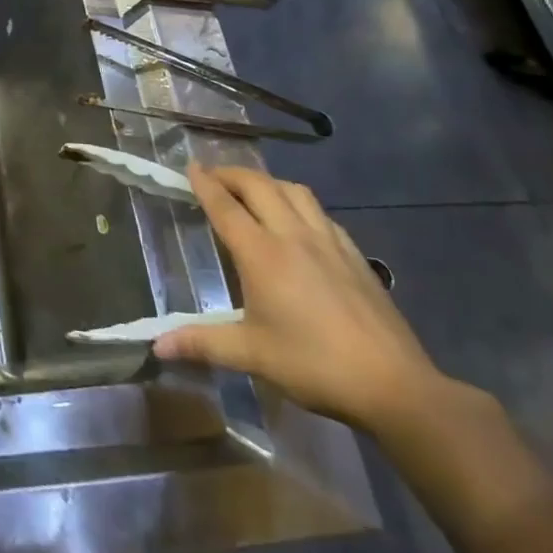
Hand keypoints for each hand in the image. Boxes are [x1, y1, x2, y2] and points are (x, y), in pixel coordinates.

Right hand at [152, 166, 443, 432]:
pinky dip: (298, 203)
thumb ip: (202, 343)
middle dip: (231, 174)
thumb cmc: (314, 365)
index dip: (204, 183)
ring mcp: (329, 242)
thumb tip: (157, 346)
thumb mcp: (251, 355)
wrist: (396, 386)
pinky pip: (320, 213)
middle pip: (259, 185)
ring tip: (252, 191)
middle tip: (212, 176)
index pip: (225, 206)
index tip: (189, 166)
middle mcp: (293, 236)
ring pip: (294, 191)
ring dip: (267, 182)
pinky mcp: (355, 256)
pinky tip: (298, 222)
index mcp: (262, 254)